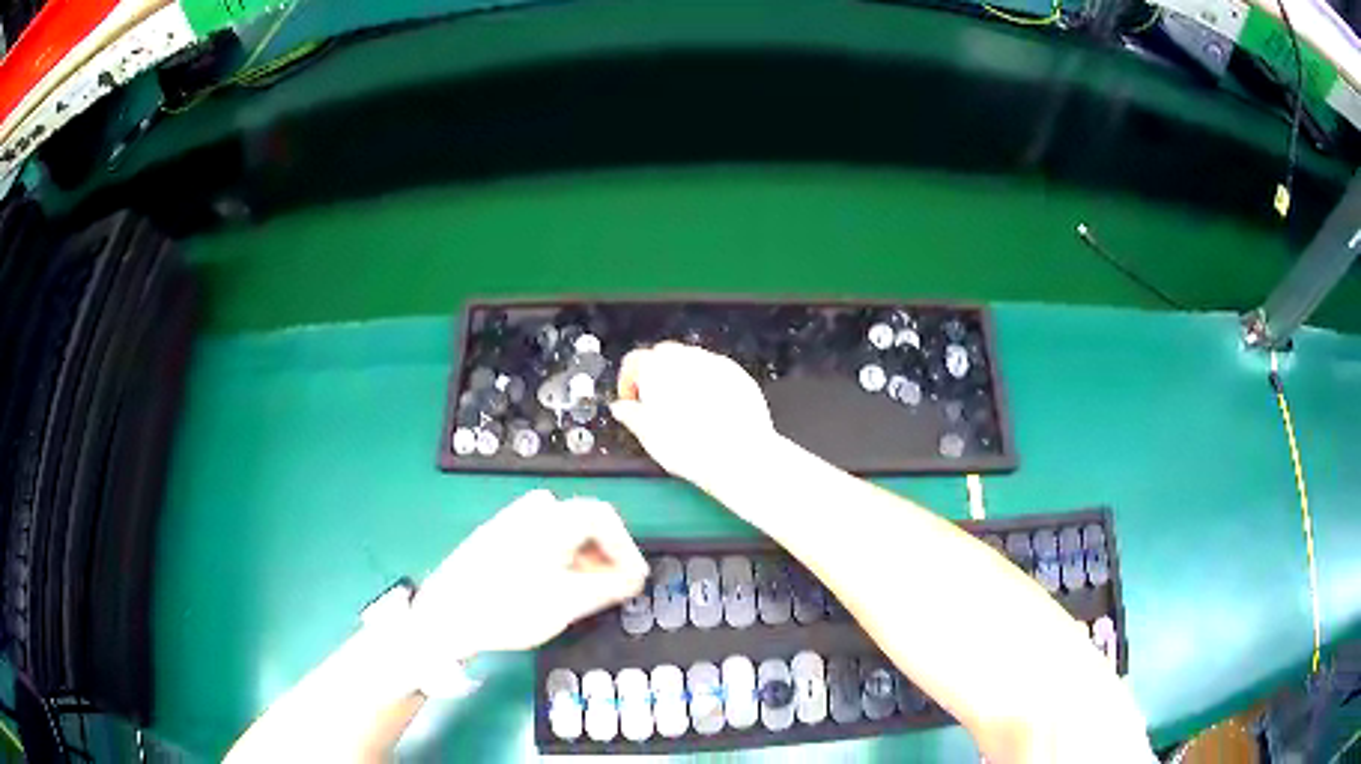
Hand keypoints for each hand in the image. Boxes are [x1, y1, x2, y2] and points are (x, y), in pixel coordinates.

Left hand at [407, 490, 647, 687]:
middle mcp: (531, 510)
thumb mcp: (567, 603)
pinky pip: (541, 537)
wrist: (445, 616)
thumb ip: (609, 586)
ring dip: (583, 557)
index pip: (604, 517)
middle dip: (605, 554)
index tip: (633, 579)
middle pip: (584, 521)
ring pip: (562, 531)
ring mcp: (510, 521)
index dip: (626, 548)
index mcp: (551, 518)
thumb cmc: (508, 608)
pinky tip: (554, 586)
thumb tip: (635, 578)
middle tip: (614, 588)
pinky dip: (559, 557)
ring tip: (587, 591)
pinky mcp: (496, 536)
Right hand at [611, 342, 777, 489]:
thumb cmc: (692, 449)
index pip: (634, 361)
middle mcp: (688, 358)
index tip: (631, 400)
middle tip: (654, 403)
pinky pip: (716, 371)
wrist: (741, 458)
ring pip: (691, 360)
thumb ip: (631, 415)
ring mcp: (717, 364)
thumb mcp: (650, 437)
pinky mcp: (739, 375)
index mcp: (659, 369)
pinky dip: (707, 383)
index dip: (628, 381)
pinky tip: (708, 408)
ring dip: (681, 376)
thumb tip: (622, 408)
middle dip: (655, 374)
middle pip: (664, 355)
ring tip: (683, 408)